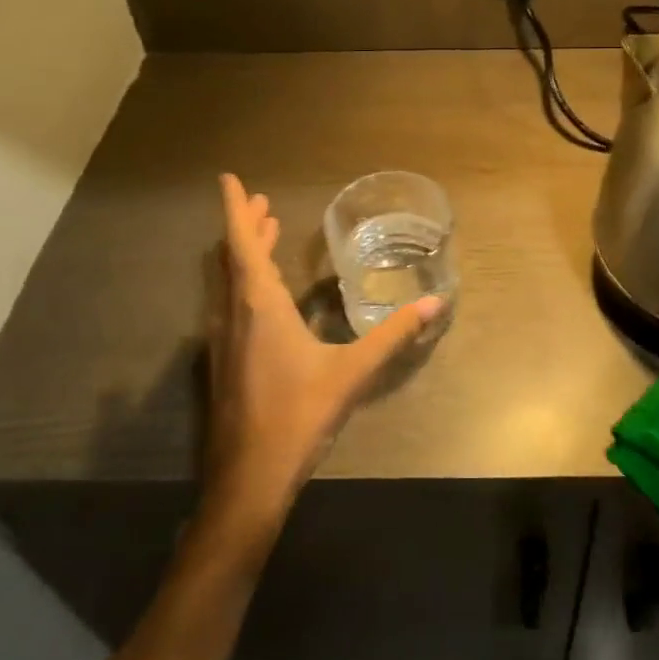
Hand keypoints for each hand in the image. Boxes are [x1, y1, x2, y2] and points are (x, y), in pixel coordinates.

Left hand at [204, 174, 442, 528]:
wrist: (249, 481)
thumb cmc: (298, 416)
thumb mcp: (352, 372)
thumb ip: (393, 335)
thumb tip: (434, 303)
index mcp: (260, 307)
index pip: (242, 244)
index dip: (234, 209)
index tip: (228, 178)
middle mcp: (234, 316)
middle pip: (234, 258)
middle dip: (246, 226)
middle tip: (260, 202)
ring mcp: (224, 342)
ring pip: (229, 283)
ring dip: (245, 254)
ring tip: (264, 233)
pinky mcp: (225, 365)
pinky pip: (231, 306)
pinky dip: (245, 283)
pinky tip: (263, 298)